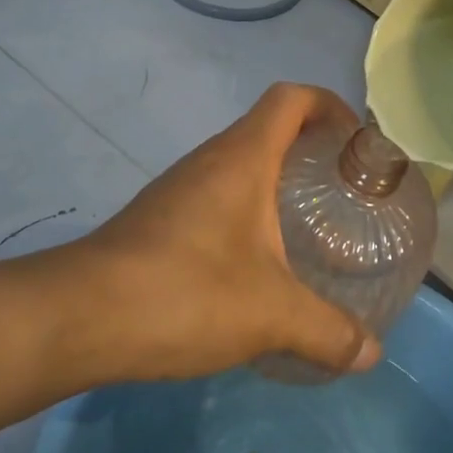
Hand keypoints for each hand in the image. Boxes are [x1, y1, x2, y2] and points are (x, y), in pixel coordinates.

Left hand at [76, 83, 381, 382]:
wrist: (79, 316)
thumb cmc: (185, 292)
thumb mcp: (270, 315)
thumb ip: (328, 331)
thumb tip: (373, 354)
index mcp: (243, 156)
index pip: (291, 98)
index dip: (329, 105)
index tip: (357, 141)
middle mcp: (211, 159)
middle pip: (269, 127)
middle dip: (311, 147)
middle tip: (344, 190)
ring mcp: (180, 186)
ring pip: (241, 162)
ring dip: (278, 179)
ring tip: (310, 224)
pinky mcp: (160, 217)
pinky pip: (217, 193)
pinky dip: (248, 209)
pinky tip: (258, 260)